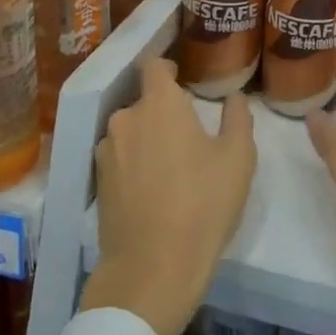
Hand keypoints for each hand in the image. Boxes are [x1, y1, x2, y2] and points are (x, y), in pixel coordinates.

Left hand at [80, 57, 255, 334]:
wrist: (153, 268)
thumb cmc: (203, 204)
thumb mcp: (238, 159)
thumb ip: (237, 118)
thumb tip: (234, 97)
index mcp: (160, 104)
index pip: (154, 66)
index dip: (168, 68)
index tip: (183, 79)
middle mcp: (126, 118)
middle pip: (144, 102)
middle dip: (163, 111)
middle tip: (188, 135)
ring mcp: (106, 151)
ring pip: (130, 131)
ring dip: (147, 139)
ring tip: (170, 166)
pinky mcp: (97, 182)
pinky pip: (119, 158)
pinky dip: (134, 164)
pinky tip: (152, 189)